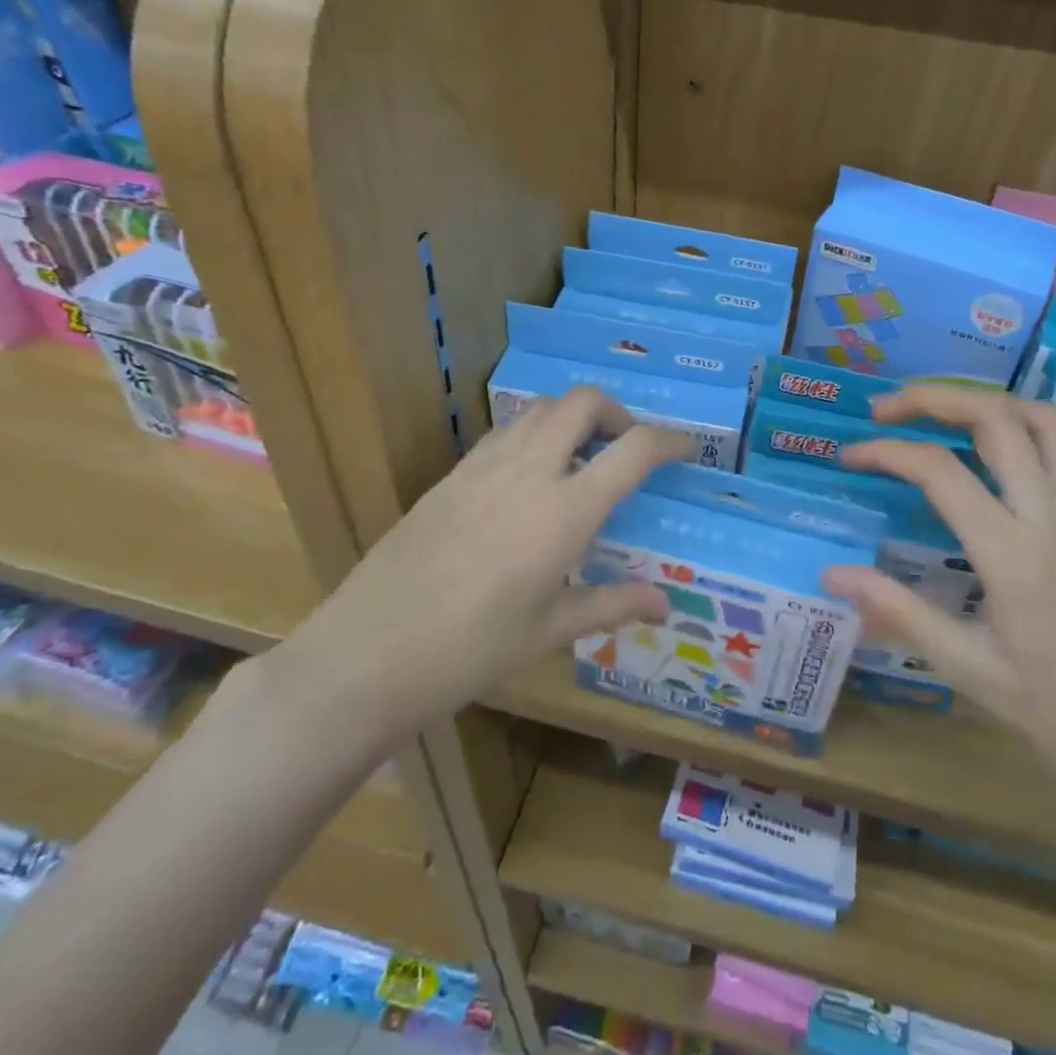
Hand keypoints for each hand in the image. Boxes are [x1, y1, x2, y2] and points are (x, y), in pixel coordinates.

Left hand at [282, 389, 686, 733]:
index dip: (670, 439)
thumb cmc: (471, 650)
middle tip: (626, 447)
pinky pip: (505, 432)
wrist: (368, 652)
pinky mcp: (451, 474)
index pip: (633, 449)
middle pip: (583, 401)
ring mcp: (484, 466)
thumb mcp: (550, 630)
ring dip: (572, 417)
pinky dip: (533, 434)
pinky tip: (529, 478)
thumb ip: (613, 605)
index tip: (686, 447)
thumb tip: (666, 604)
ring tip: (580, 458)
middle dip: (617, 412)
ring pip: (540, 408)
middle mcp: (529, 470)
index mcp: (565, 509)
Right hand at [824, 387, 1055, 804]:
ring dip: (980, 401)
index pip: (941, 471)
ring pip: (1038, 420)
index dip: (887, 452)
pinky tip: (980, 446)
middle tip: (884, 410)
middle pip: (996, 419)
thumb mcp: (970, 669)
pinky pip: (1054, 448)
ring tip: (934, 411)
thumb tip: (833, 573)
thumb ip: (900, 612)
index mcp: (1014, 554)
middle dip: (933, 398)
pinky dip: (1011, 424)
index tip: (848, 455)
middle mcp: (1048, 517)